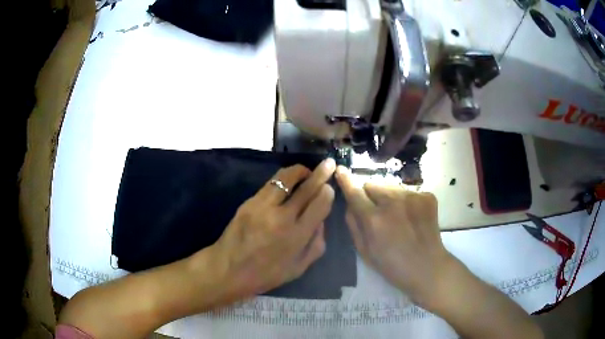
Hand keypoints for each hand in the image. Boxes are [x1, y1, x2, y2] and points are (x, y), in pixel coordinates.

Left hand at [209, 159, 335, 299]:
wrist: (228, 269)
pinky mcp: (249, 202)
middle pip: (306, 188)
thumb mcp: (298, 268)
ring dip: (299, 171)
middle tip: (329, 163)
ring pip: (286, 178)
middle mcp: (282, 217)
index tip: (330, 187)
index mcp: (296, 236)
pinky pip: (270, 184)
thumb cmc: (265, 274)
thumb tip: (321, 221)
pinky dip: (283, 180)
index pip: (319, 205)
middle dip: (320, 173)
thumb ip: (316, 244)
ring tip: (306, 171)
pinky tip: (287, 184)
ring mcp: (263, 207)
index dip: (327, 192)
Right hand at [335, 166, 456, 309]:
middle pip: (372, 184)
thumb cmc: (392, 266)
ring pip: (390, 186)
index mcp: (374, 219)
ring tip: (397, 217)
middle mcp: (393, 202)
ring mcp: (413, 196)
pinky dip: (405, 201)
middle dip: (370, 196)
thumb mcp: (364, 251)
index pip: (355, 192)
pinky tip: (411, 217)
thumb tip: (349, 204)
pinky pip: (407, 191)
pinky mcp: (427, 196)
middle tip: (377, 213)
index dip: (346, 180)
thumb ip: (353, 225)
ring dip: (388, 197)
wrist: (428, 267)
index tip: (340, 169)